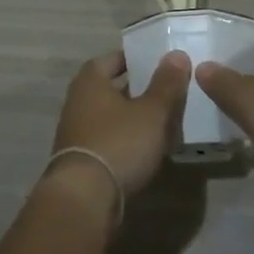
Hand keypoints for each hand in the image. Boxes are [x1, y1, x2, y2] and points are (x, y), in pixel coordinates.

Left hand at [44, 49, 189, 210]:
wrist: (84, 198)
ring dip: (133, 116)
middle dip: (138, 89)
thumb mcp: (152, 112)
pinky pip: (108, 139)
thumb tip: (177, 55)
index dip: (136, 58)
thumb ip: (166, 84)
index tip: (159, 62)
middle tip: (167, 91)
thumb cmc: (118, 143)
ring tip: (163, 120)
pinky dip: (126, 139)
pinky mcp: (81, 159)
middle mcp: (78, 101)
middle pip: (111, 87)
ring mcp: (76, 131)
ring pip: (111, 115)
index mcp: (90, 81)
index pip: (113, 58)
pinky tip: (147, 148)